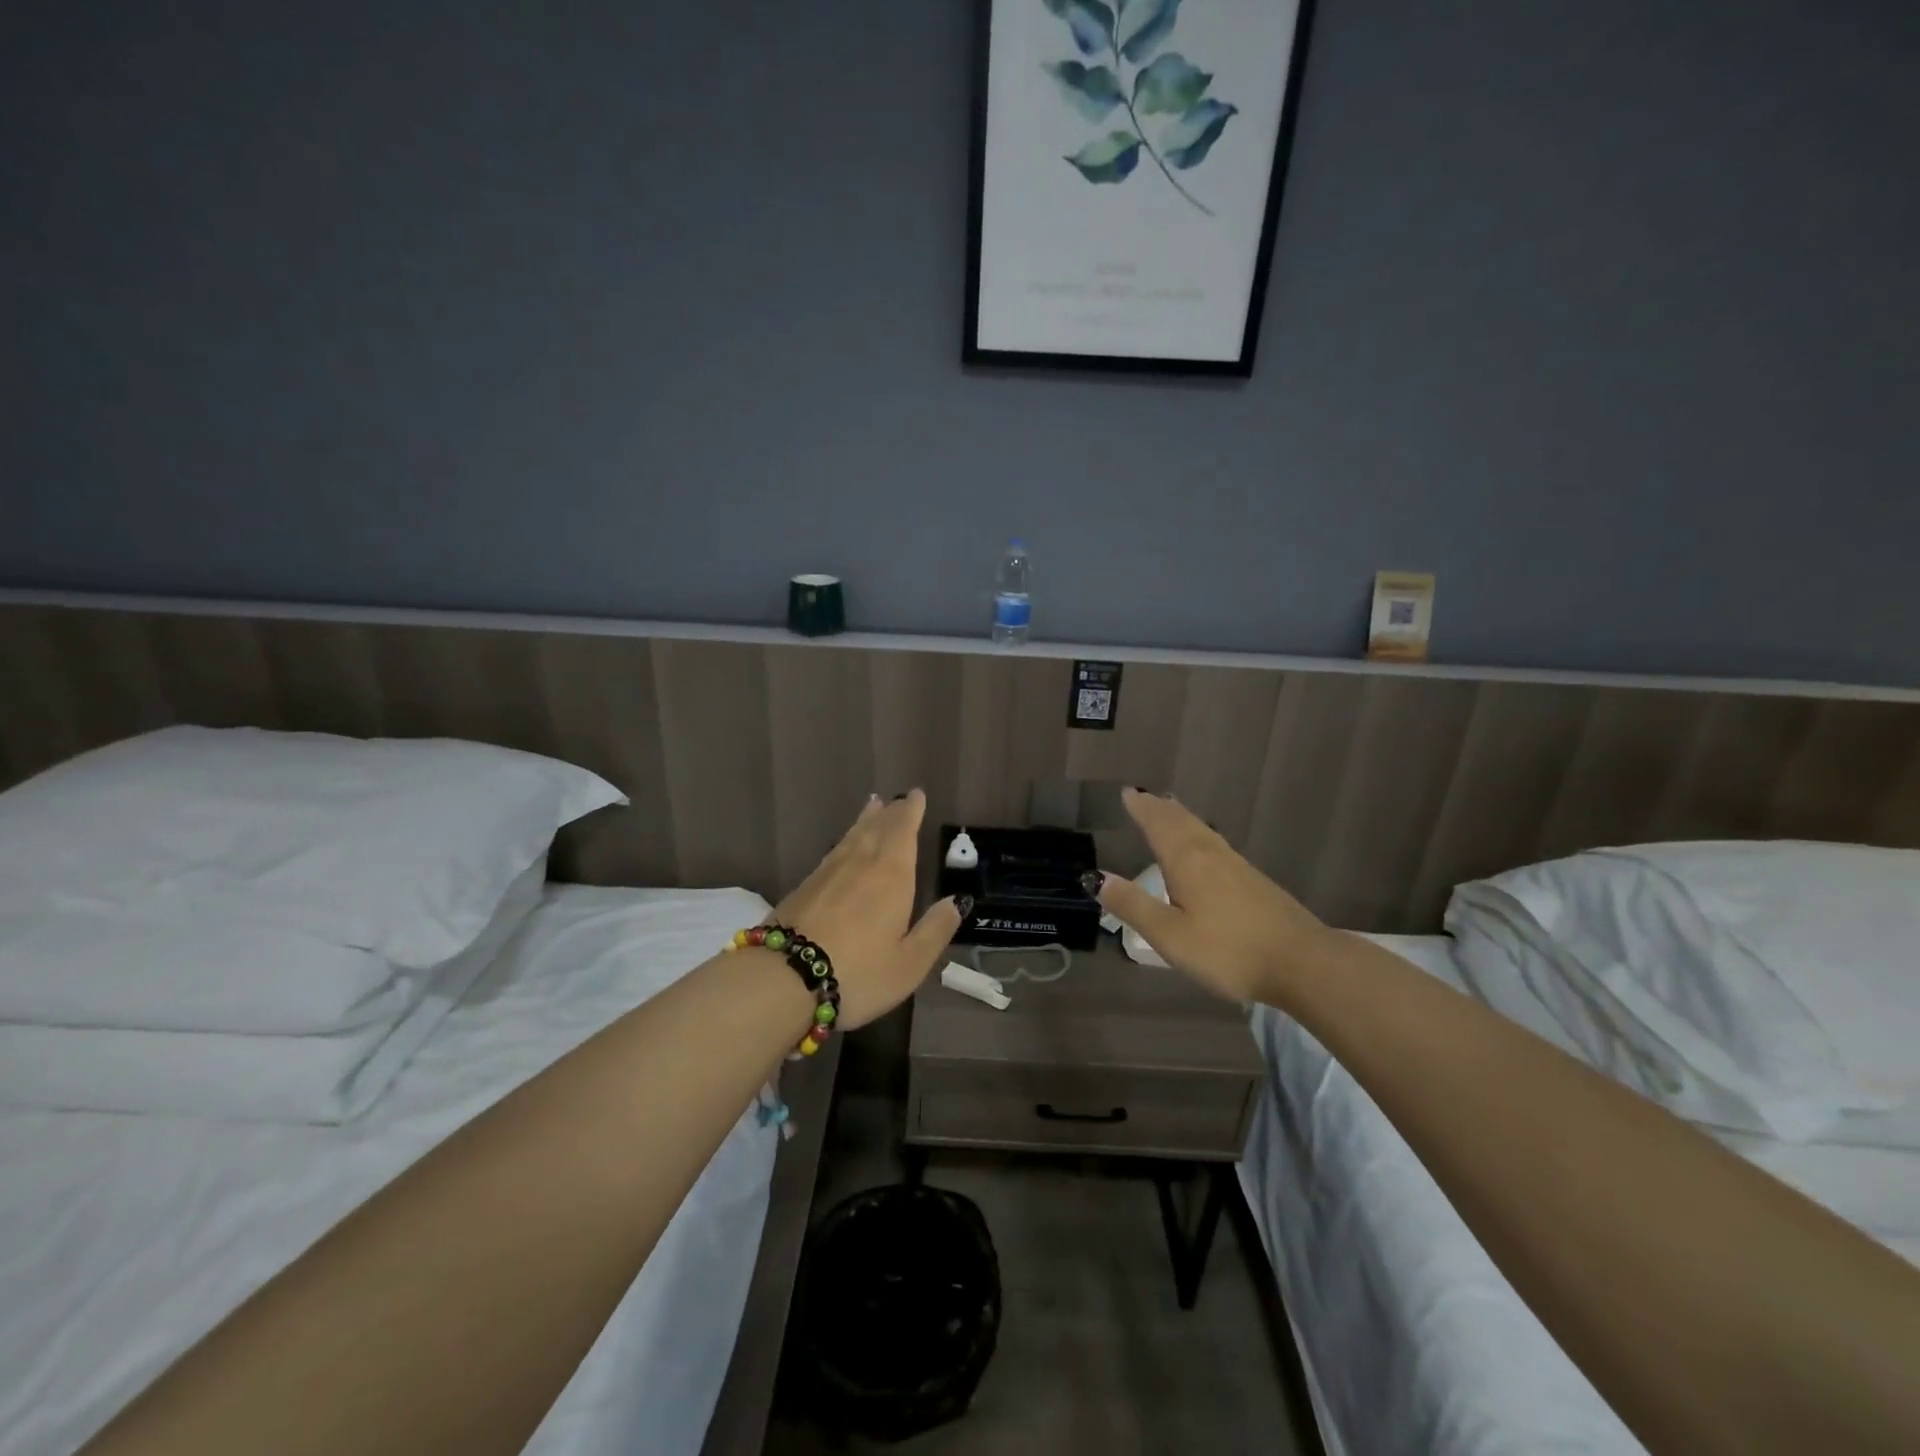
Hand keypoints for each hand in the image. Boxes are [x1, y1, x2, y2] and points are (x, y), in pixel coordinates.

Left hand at [769, 789, 965, 1030]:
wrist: (784, 978)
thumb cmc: (858, 973)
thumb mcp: (910, 962)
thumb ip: (936, 929)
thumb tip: (957, 900)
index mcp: (892, 875)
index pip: (904, 831)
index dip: (912, 811)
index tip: (916, 794)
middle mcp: (861, 863)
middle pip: (878, 828)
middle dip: (891, 813)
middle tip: (898, 800)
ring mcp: (828, 871)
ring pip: (853, 835)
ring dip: (866, 820)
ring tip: (873, 806)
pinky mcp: (805, 885)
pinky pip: (834, 850)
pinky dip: (845, 839)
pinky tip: (843, 846)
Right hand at [1092, 788, 1332, 1005]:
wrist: (1303, 963)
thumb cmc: (1228, 950)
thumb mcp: (1170, 935)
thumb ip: (1133, 905)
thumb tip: (1097, 878)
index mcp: (1187, 861)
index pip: (1158, 825)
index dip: (1141, 809)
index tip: (1126, 792)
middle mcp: (1211, 854)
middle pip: (1181, 822)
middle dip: (1159, 808)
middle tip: (1144, 796)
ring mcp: (1237, 866)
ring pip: (1202, 830)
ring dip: (1181, 817)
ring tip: (1170, 810)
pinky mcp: (1255, 881)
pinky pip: (1216, 843)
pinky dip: (1200, 833)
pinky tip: (1206, 848)